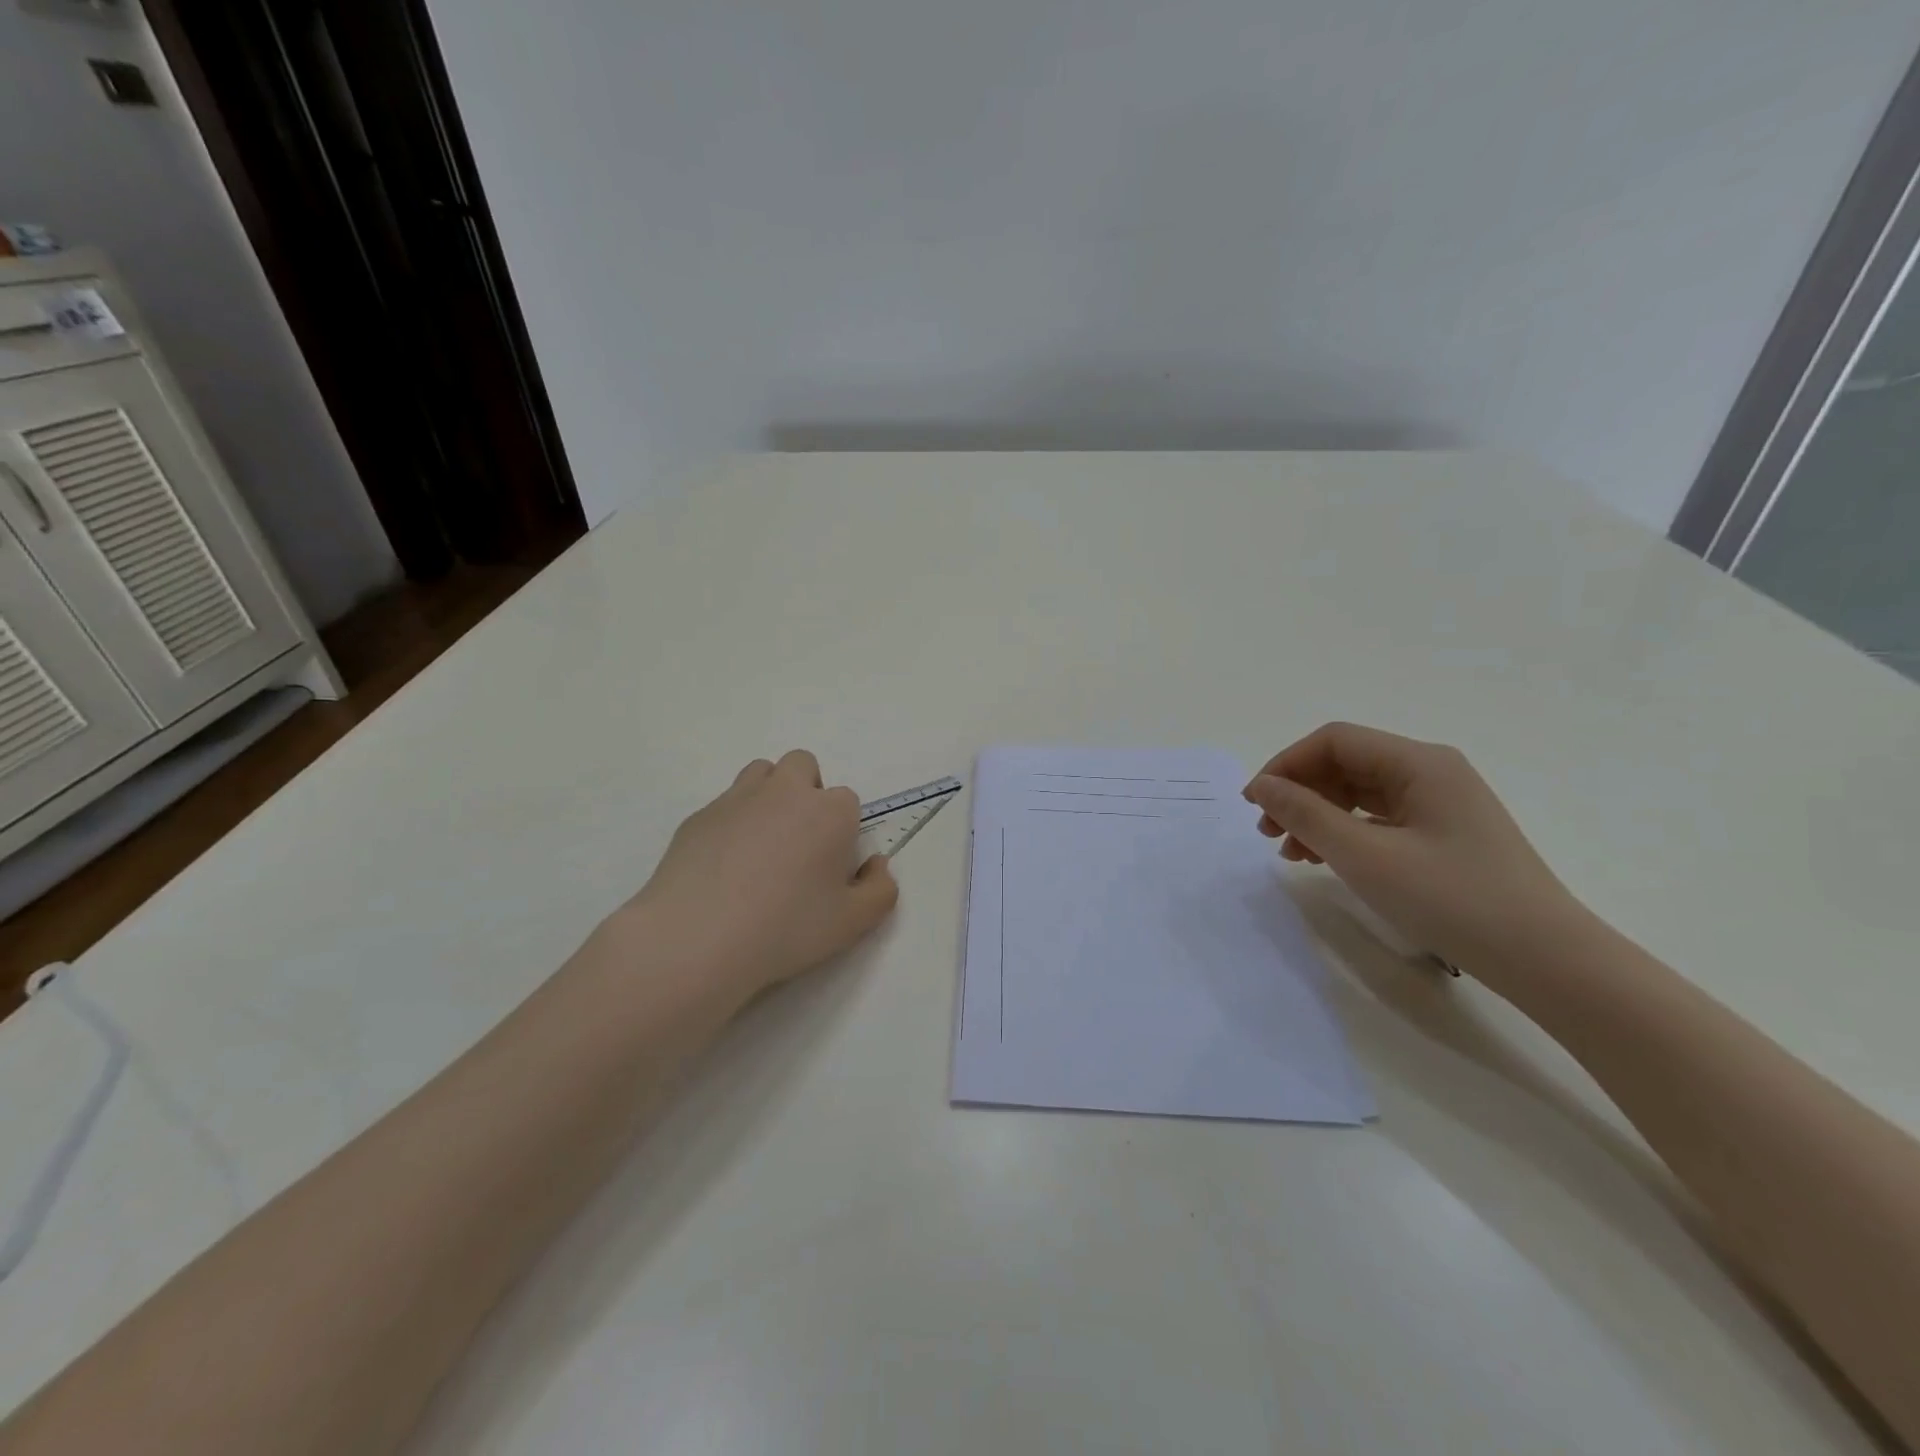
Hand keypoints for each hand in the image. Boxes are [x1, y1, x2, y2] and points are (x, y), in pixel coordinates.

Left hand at [611, 750, 897, 1008]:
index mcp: (830, 811)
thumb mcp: (853, 923)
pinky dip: (732, 823)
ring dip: (770, 796)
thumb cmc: (785, 929)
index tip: (830, 867)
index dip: (843, 831)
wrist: (696, 938)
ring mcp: (738, 798)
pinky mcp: (699, 815)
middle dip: (807, 793)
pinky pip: (725, 805)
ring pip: (762, 774)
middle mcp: (786, 792)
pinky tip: (723, 867)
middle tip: (799, 844)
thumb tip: (875, 865)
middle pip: (803, 766)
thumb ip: (880, 890)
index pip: (848, 802)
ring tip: (762, 845)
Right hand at [1243, 723, 1584, 978]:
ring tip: (1292, 853)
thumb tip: (1263, 786)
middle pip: (1345, 764)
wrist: (1547, 960)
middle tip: (1267, 833)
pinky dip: (1345, 833)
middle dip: (1299, 793)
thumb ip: (1306, 814)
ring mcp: (1441, 803)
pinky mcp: (1444, 833)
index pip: (1333, 741)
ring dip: (1317, 815)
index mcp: (1419, 762)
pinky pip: (1380, 818)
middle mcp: (1431, 771)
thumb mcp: (1365, 856)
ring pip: (1359, 792)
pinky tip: (1327, 860)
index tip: (1254, 803)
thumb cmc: (1452, 899)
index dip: (1285, 765)